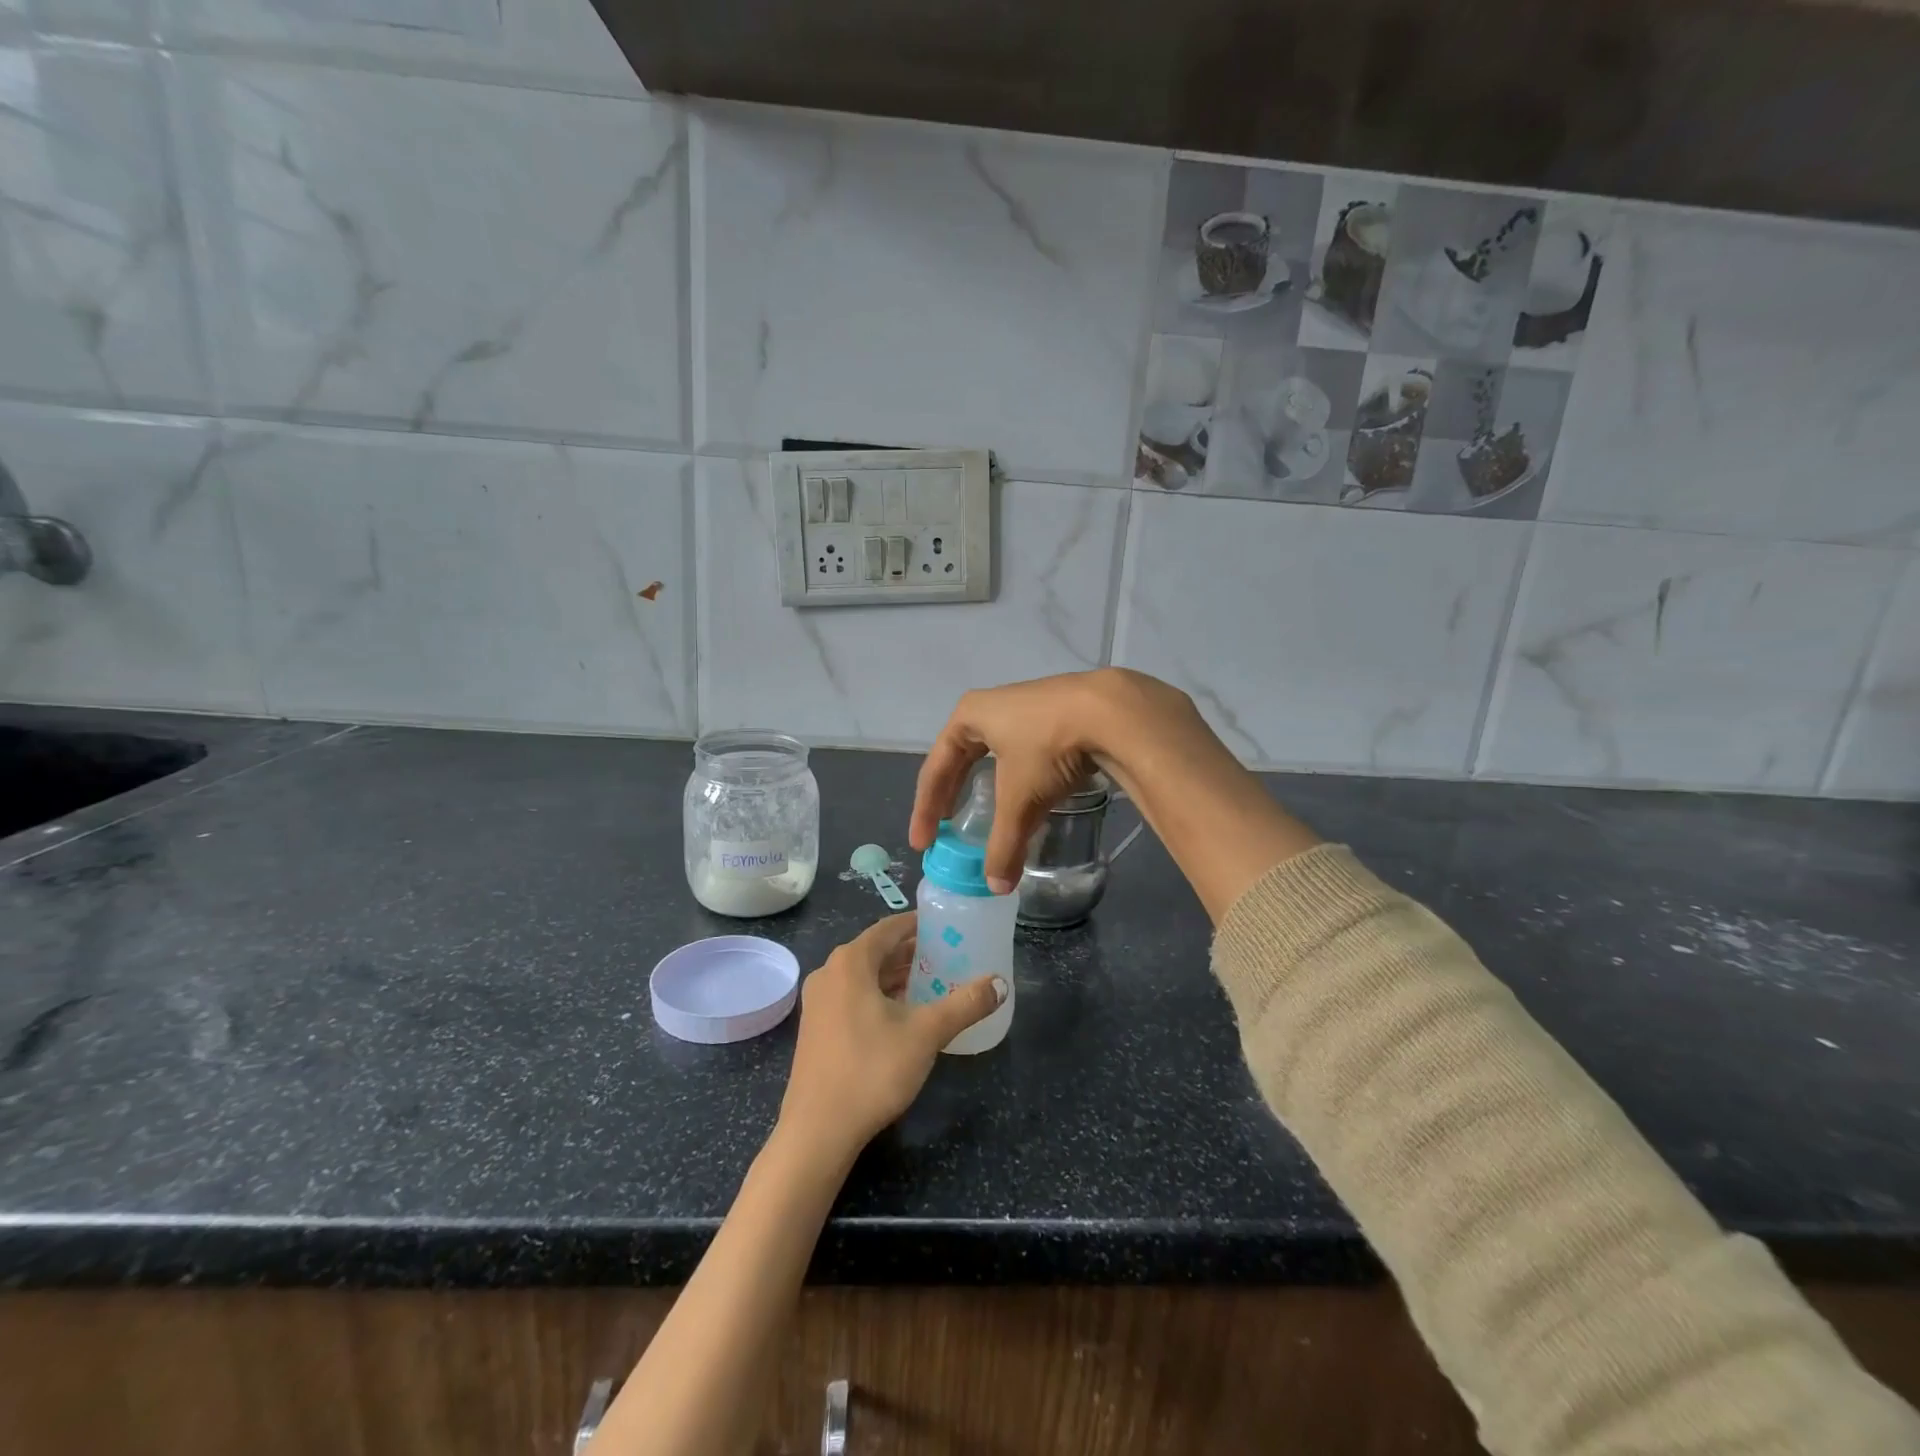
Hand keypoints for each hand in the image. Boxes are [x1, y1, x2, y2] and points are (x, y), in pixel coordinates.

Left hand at [778, 914, 1006, 1161]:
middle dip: (912, 952)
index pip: (889, 928)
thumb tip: (1000, 983)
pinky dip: (879, 995)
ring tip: (933, 982)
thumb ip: (965, 1004)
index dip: (919, 924)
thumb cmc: (871, 1070)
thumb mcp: (926, 1034)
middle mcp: (829, 973)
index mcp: (851, 962)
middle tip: (948, 956)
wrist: (818, 1131)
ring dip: (896, 976)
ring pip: (864, 976)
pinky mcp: (817, 1028)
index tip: (948, 926)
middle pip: (877, 950)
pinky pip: (853, 996)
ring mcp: (818, 1002)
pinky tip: (904, 1014)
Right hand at [911, 669, 1202, 892]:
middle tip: (944, 826)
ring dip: (987, 783)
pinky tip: (1031, 792)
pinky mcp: (1060, 712)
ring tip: (986, 810)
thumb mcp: (1020, 800)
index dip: (925, 808)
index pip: (936, 768)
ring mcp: (1028, 704)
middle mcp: (993, 704)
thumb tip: (997, 888)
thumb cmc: (1048, 748)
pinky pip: (1027, 749)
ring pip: (997, 751)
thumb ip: (1004, 845)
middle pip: (961, 756)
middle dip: (951, 792)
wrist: (1113, 712)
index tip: (923, 843)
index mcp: (970, 715)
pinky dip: (1020, 776)